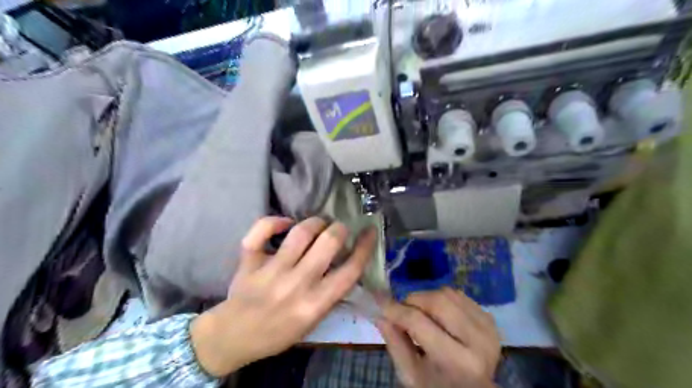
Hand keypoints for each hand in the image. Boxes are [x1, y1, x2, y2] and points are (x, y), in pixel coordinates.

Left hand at [187, 215, 375, 375]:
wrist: (234, 336)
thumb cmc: (279, 331)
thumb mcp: (314, 320)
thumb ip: (331, 293)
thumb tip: (346, 262)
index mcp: (315, 303)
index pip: (350, 270)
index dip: (365, 247)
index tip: (370, 231)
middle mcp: (296, 284)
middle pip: (328, 242)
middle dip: (339, 229)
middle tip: (338, 229)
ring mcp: (271, 271)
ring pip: (300, 232)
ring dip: (315, 222)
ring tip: (318, 224)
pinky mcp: (249, 261)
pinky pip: (261, 231)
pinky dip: (274, 221)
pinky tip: (285, 223)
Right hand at [377, 288, 499, 386]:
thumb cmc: (437, 386)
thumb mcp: (411, 375)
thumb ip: (395, 343)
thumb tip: (379, 314)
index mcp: (456, 362)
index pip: (418, 322)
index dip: (396, 309)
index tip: (380, 302)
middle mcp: (477, 341)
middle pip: (437, 301)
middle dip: (413, 300)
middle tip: (403, 310)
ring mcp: (487, 327)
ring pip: (447, 293)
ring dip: (427, 298)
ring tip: (421, 314)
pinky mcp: (490, 318)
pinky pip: (458, 295)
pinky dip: (442, 299)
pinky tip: (439, 315)